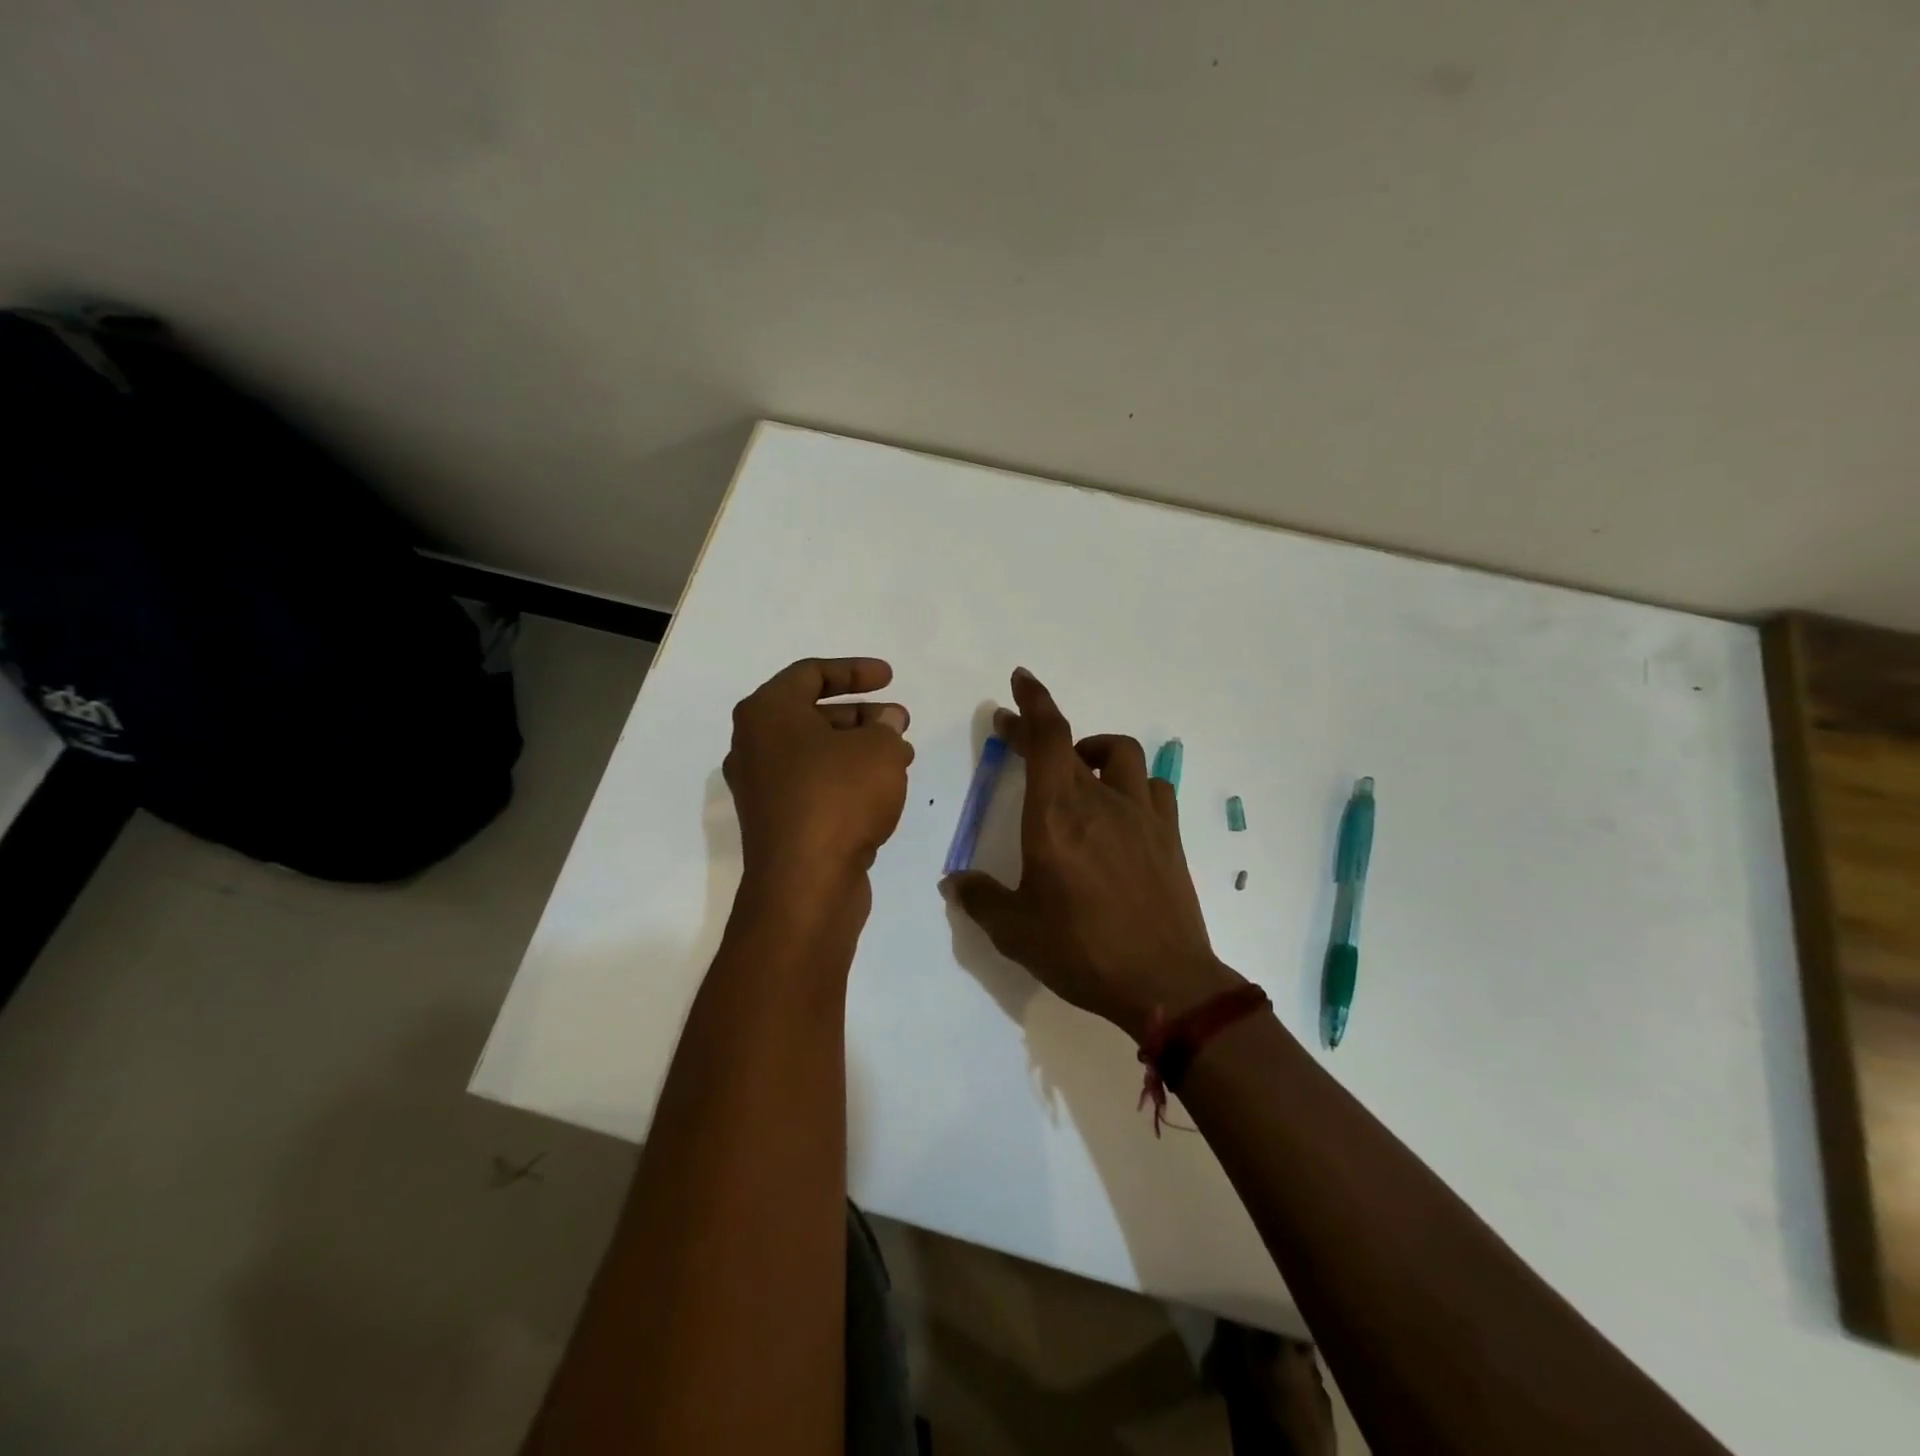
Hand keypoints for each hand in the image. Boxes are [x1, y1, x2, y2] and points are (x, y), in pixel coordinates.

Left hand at [725, 658, 914, 896]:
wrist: (805, 883)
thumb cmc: (838, 798)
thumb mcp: (879, 749)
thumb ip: (886, 726)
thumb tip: (885, 723)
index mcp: (767, 713)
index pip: (811, 673)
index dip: (854, 670)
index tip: (889, 678)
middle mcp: (754, 745)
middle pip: (812, 714)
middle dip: (862, 715)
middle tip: (899, 721)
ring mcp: (761, 787)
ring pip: (816, 752)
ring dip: (859, 748)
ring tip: (902, 756)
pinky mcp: (775, 821)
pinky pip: (813, 784)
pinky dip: (846, 778)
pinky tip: (882, 789)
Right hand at [943, 668, 1240, 1039]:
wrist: (1166, 983)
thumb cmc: (1083, 951)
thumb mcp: (1016, 932)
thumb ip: (981, 899)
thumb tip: (955, 882)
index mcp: (1056, 816)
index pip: (1047, 737)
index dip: (1032, 702)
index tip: (1019, 681)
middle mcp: (1099, 801)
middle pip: (1071, 742)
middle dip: (1040, 730)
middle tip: (1016, 733)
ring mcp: (1140, 815)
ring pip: (1121, 754)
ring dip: (1094, 749)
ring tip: (1078, 769)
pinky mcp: (1169, 835)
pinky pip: (1153, 787)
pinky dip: (1133, 783)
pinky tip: (1123, 807)